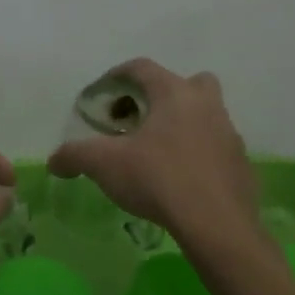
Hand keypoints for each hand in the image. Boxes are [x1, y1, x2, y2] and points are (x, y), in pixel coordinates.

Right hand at [48, 59, 265, 257]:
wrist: (217, 225)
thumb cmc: (158, 179)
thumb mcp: (104, 164)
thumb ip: (75, 156)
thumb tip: (54, 161)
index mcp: (174, 94)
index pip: (142, 68)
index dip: (116, 76)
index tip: (100, 96)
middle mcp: (206, 106)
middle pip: (186, 83)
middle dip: (161, 94)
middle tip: (138, 118)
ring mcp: (229, 135)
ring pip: (205, 115)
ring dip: (181, 125)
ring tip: (155, 152)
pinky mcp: (240, 165)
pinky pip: (215, 148)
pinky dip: (197, 155)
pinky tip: (178, 179)